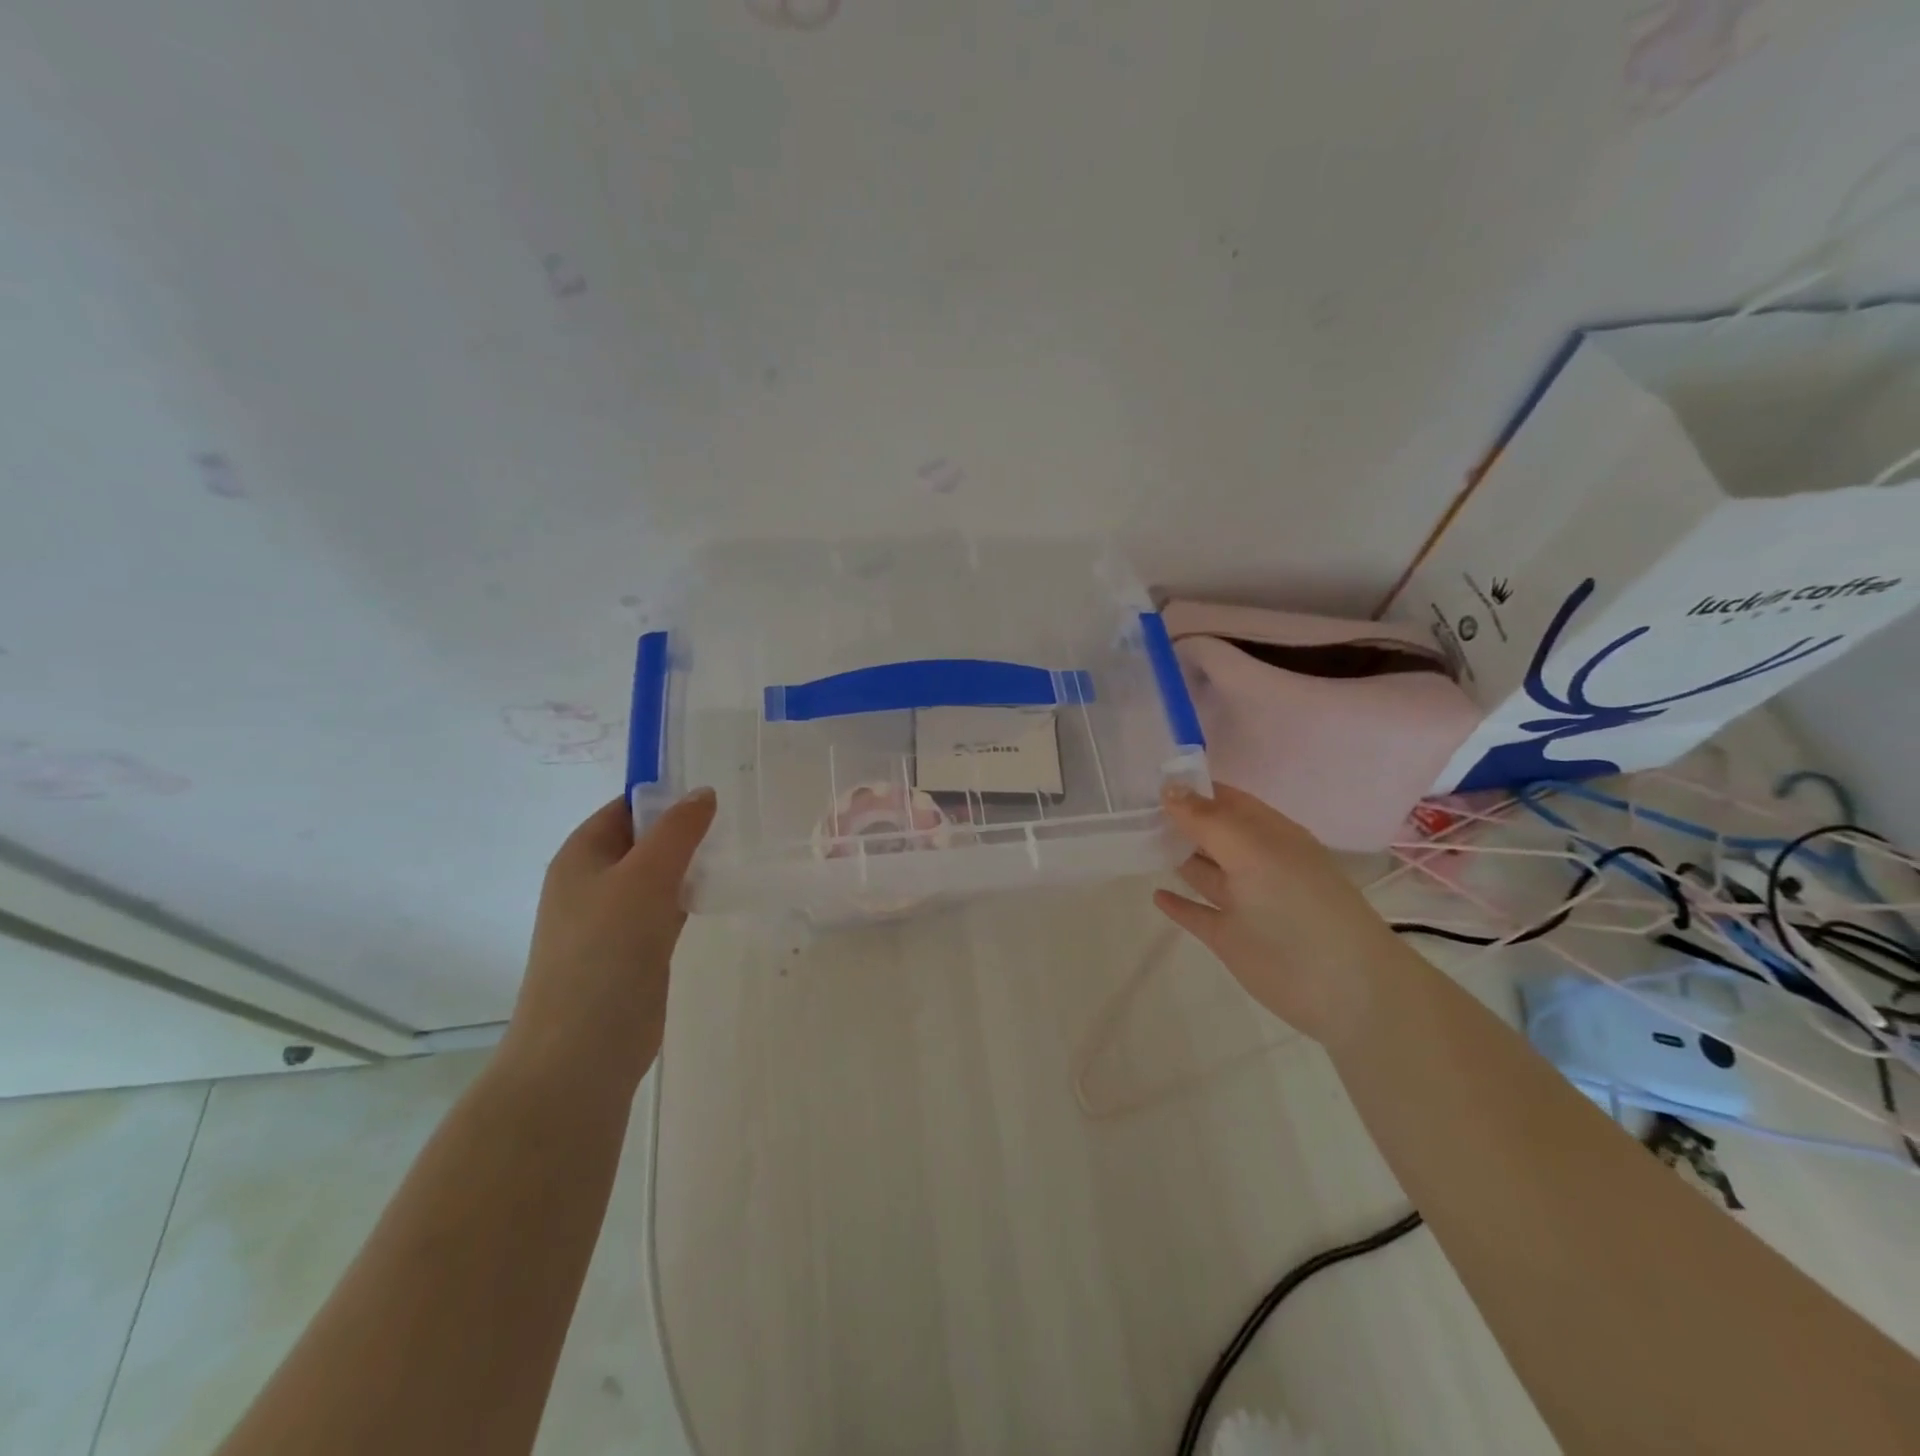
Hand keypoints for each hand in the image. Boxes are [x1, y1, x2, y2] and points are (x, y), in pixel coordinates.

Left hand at [501, 788, 716, 1090]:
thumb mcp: (645, 878)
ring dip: (688, 864)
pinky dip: (688, 897)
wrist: (582, 1049)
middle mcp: (593, 882)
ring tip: (734, 850)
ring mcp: (612, 918)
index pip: (625, 807)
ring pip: (657, 875)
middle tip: (734, 820)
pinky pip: (664, 908)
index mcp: (581, 855)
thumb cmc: (606, 951)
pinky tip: (717, 894)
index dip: (665, 795)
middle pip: (643, 840)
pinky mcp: (633, 949)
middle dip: (683, 830)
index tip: (714, 793)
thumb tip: (703, 792)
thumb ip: (677, 831)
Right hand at [1154, 783, 1411, 1047]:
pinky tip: (1155, 893)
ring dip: (1176, 855)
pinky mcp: (1230, 938)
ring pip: (1203, 870)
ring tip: (1135, 839)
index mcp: (1269, 834)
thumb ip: (1208, 821)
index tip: (1146, 777)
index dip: (1192, 787)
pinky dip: (1178, 904)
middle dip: (1178, 818)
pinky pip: (1198, 913)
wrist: (1341, 988)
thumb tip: (1168, 789)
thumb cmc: (1299, 906)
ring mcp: (1243, 902)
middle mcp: (1255, 862)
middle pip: (1211, 833)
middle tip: (1128, 805)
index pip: (1226, 800)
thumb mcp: (1254, 851)